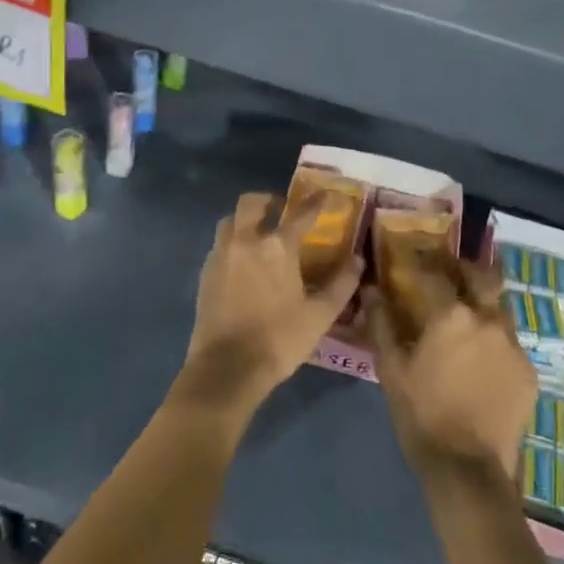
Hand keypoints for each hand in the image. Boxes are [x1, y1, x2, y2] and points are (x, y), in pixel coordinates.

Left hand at [180, 191, 363, 411]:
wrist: (226, 369)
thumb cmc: (279, 340)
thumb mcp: (320, 315)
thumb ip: (341, 284)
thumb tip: (358, 260)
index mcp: (277, 247)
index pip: (300, 214)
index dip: (316, 202)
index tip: (325, 194)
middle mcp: (246, 241)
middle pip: (251, 203)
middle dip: (268, 201)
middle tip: (281, 211)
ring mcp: (221, 256)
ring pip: (230, 222)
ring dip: (245, 220)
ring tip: (259, 235)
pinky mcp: (205, 274)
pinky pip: (219, 246)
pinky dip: (233, 244)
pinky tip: (243, 264)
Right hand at [369, 256, 535, 482]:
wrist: (468, 468)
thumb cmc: (422, 414)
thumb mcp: (392, 370)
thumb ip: (382, 325)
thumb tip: (372, 292)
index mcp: (452, 315)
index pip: (437, 274)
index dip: (424, 263)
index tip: (416, 257)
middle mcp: (488, 319)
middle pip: (483, 278)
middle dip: (467, 269)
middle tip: (454, 271)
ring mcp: (513, 345)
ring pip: (501, 309)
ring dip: (485, 304)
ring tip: (471, 315)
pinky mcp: (528, 371)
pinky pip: (511, 344)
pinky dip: (496, 342)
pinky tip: (485, 359)